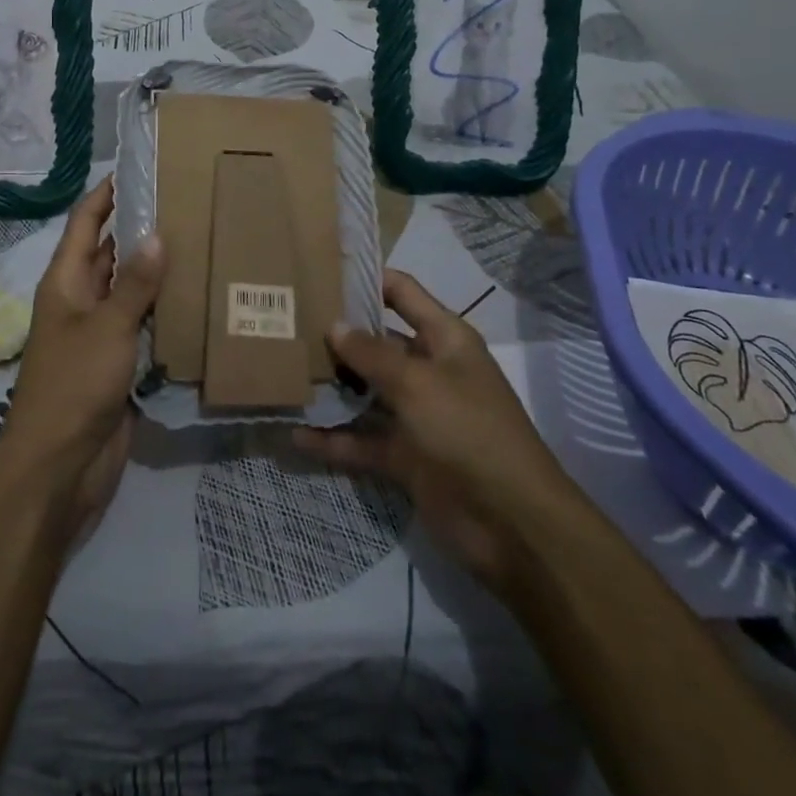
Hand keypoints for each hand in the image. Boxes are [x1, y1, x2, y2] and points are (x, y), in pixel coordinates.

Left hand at [0, 178, 163, 532]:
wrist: (60, 466)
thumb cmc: (74, 384)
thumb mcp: (107, 327)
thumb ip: (135, 284)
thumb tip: (157, 235)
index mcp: (65, 282)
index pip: (84, 223)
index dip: (105, 194)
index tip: (138, 169)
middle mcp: (80, 300)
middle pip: (109, 252)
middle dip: (139, 228)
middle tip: (185, 203)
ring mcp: (99, 333)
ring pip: (129, 289)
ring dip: (156, 270)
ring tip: (200, 241)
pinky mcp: (118, 361)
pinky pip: (142, 324)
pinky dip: (164, 309)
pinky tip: (198, 296)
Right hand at [294, 270, 568, 592]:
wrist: (513, 525)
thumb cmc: (468, 431)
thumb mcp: (418, 383)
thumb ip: (371, 354)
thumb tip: (334, 325)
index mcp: (444, 339)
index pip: (402, 293)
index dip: (367, 278)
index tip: (319, 270)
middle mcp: (429, 370)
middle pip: (377, 342)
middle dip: (337, 334)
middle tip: (286, 322)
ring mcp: (416, 415)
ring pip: (365, 392)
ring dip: (331, 387)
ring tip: (282, 372)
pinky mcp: (405, 457)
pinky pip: (362, 441)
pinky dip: (333, 439)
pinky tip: (294, 434)